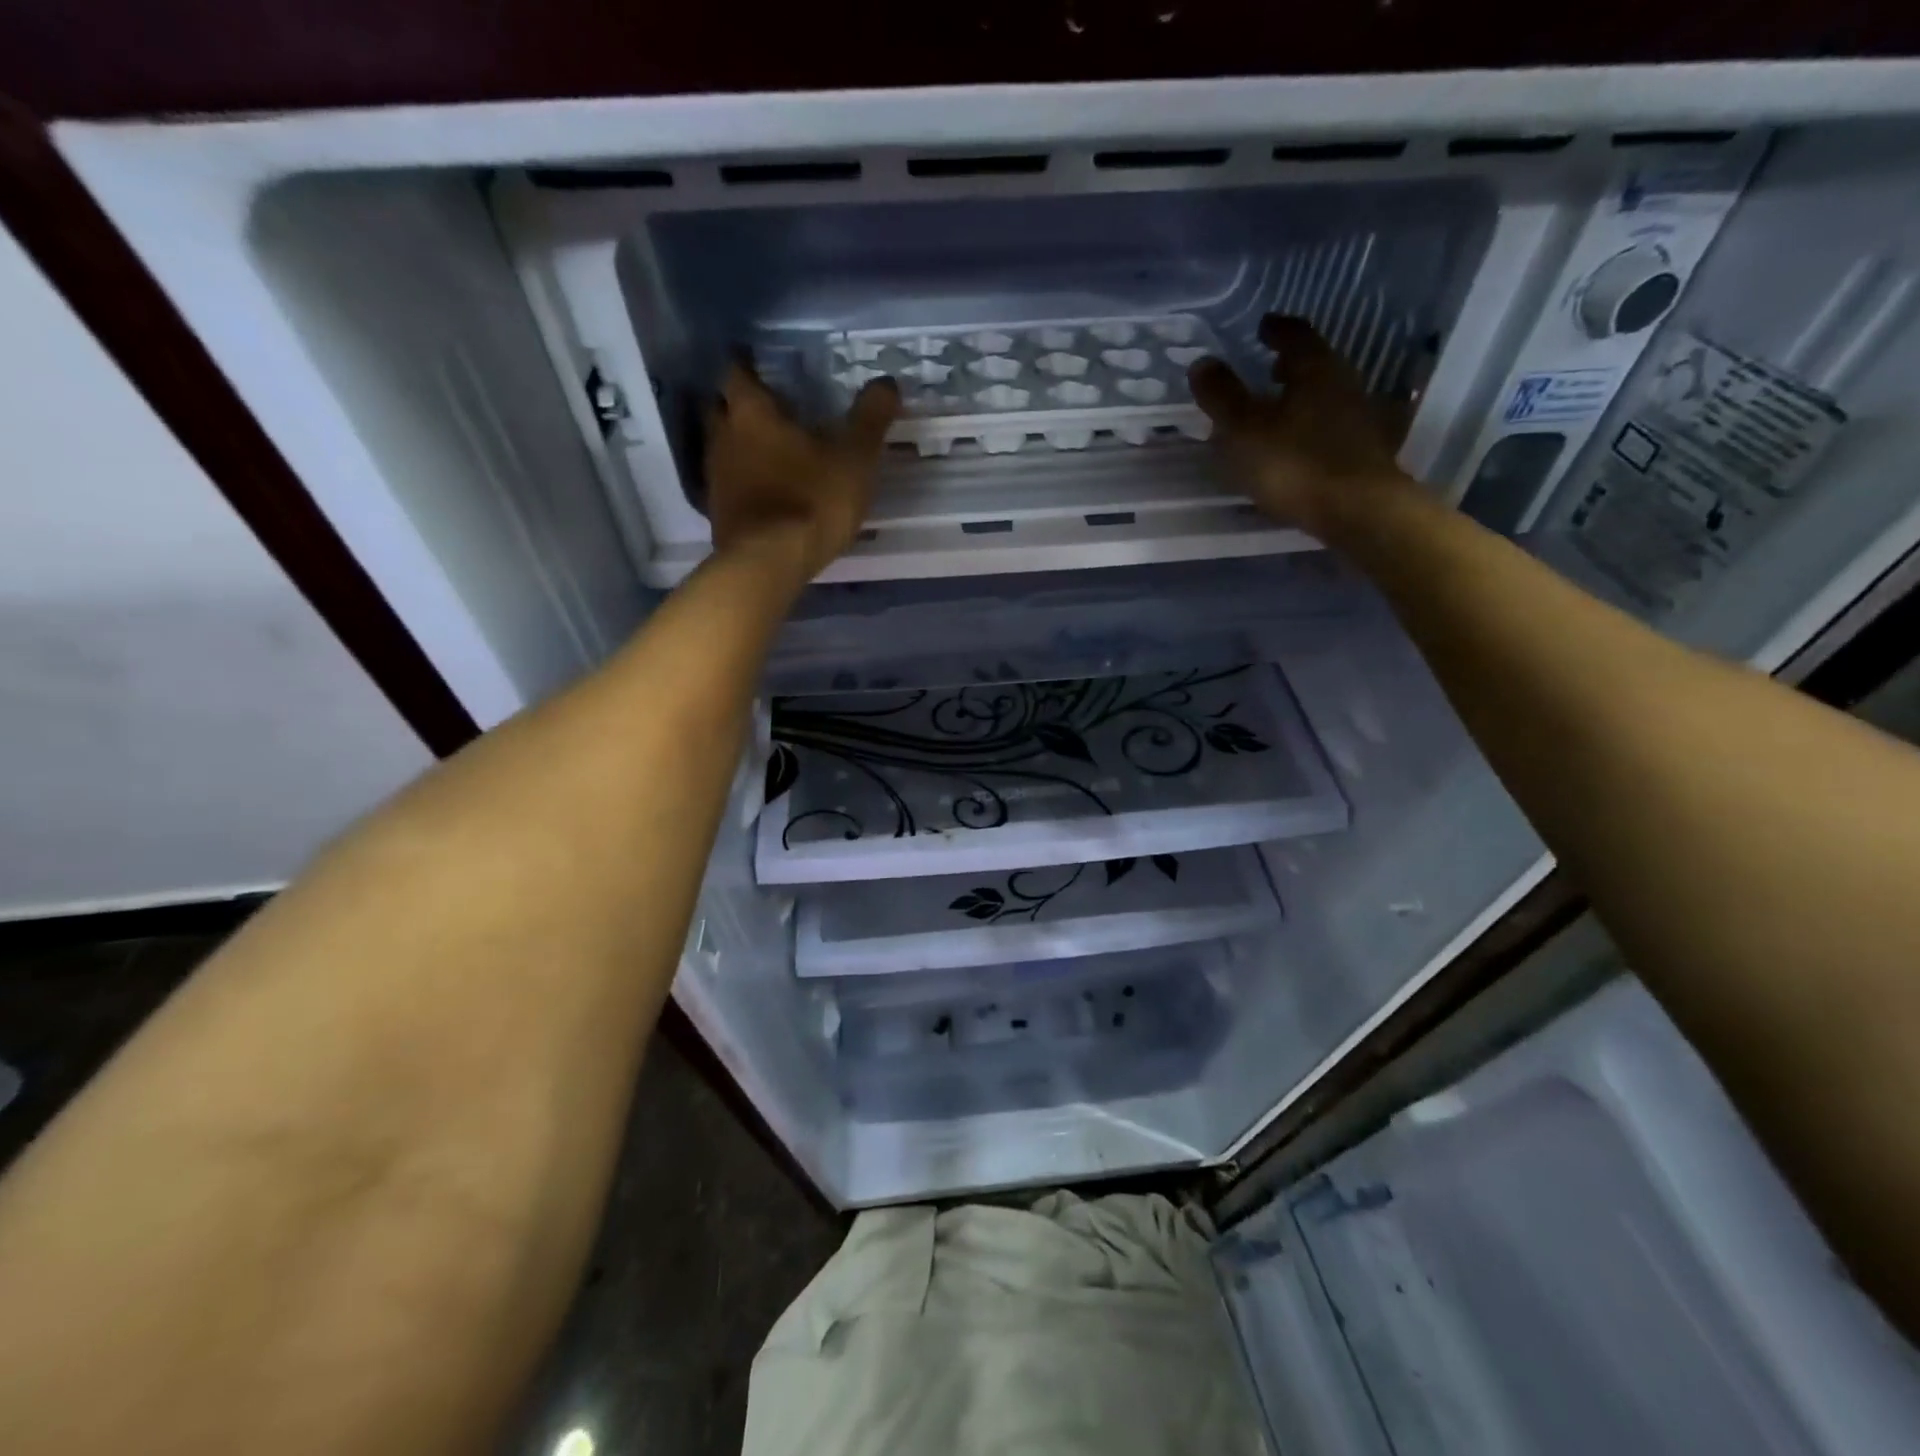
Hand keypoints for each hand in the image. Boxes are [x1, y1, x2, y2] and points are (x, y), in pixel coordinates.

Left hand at [703, 362, 900, 579]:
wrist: (769, 563)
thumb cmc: (812, 500)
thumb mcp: (855, 458)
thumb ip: (870, 419)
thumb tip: (887, 381)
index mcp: (752, 412)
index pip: (737, 372)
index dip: (748, 366)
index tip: (761, 366)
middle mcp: (723, 437)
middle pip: (721, 408)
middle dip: (739, 405)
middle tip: (767, 408)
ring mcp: (715, 477)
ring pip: (721, 447)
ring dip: (740, 445)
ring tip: (768, 451)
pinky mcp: (717, 513)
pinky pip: (727, 484)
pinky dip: (742, 481)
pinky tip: (763, 491)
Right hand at [1188, 315, 1410, 534]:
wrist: (1357, 510)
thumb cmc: (1295, 464)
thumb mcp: (1245, 430)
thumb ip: (1222, 396)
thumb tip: (1202, 362)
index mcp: (1315, 369)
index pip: (1296, 335)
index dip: (1276, 329)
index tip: (1262, 326)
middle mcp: (1342, 383)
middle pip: (1314, 364)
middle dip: (1290, 363)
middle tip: (1268, 365)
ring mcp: (1357, 417)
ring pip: (1323, 394)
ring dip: (1300, 395)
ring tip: (1275, 406)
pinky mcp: (1361, 451)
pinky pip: (1329, 424)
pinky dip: (1309, 424)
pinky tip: (1293, 442)